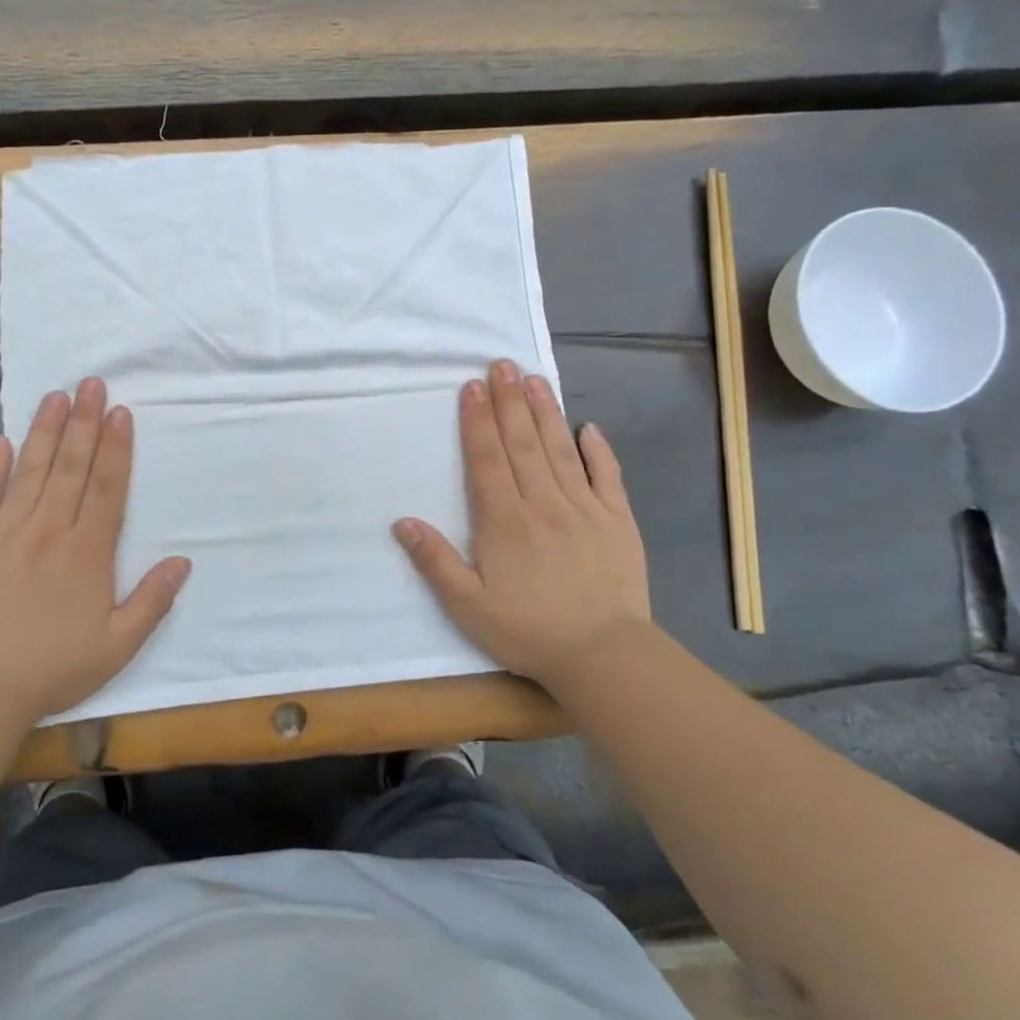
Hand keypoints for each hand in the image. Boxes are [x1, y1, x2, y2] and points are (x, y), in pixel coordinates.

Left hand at [0, 378, 190, 724]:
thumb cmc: (52, 668)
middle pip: (70, 465)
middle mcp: (48, 529)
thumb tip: (183, 561)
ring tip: (56, 396)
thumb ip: (152, 601)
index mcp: (87, 552)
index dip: (116, 447)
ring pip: (30, 469)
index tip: (120, 412)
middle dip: (83, 422)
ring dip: (45, 430)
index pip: (106, 487)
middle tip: (91, 383)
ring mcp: (5, 530)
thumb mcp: (117, 646)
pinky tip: (3, 441)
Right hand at [394, 359, 652, 687]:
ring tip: (535, 379)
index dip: (477, 421)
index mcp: (504, 520)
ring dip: (546, 413)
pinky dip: (599, 450)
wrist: (603, 655)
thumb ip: (435, 561)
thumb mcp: (467, 606)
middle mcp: (543, 503)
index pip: (487, 459)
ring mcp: (584, 508)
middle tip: (502, 364)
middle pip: (522, 443)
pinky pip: (607, 477)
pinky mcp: (618, 520)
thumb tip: (402, 521)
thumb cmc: (528, 630)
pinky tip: (589, 428)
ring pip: (560, 450)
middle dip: (509, 401)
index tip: (472, 387)